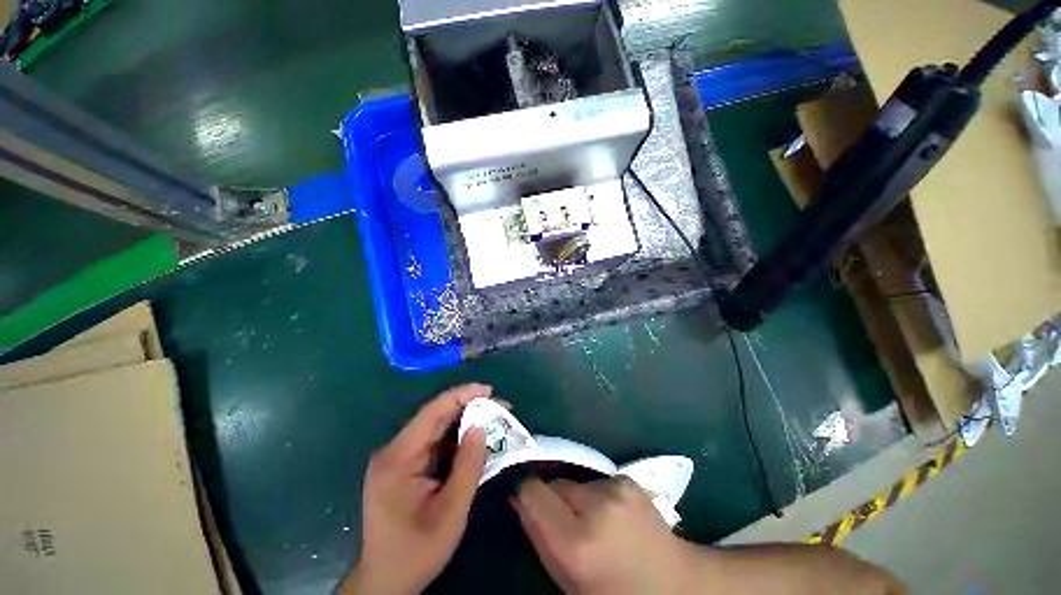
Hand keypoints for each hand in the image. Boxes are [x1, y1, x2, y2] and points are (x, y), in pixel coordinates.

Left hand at [341, 385, 489, 594]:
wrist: (385, 582)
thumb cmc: (416, 551)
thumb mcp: (450, 513)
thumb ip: (467, 467)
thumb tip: (480, 427)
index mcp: (398, 458)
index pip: (432, 413)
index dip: (461, 396)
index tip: (489, 390)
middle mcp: (394, 450)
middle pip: (434, 416)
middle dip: (467, 407)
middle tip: (498, 406)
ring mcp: (396, 457)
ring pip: (434, 427)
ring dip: (463, 420)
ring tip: (491, 418)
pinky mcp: (402, 465)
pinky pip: (432, 441)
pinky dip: (455, 436)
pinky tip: (473, 437)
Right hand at [512, 476, 705, 594]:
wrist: (676, 585)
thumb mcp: (568, 581)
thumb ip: (538, 537)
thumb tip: (517, 498)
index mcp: (578, 544)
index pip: (534, 492)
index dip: (526, 494)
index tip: (525, 502)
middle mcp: (596, 507)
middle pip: (555, 484)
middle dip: (554, 501)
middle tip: (568, 526)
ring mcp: (616, 489)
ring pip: (574, 482)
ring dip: (575, 498)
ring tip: (594, 523)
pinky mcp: (628, 480)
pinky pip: (595, 481)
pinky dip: (595, 495)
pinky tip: (612, 516)